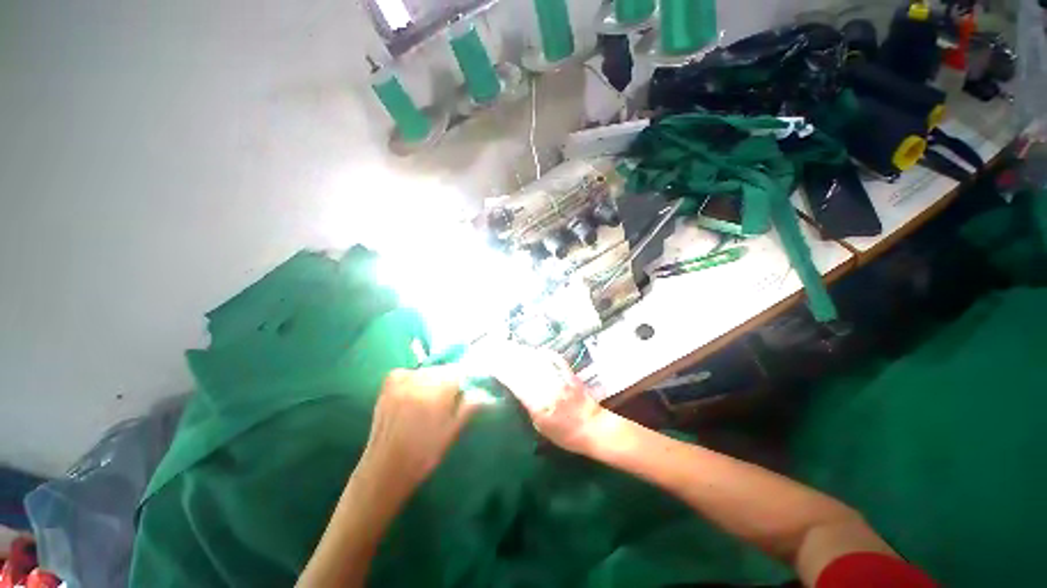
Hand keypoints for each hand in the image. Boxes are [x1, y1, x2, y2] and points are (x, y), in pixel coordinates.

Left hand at [359, 367, 479, 498]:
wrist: (385, 469)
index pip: (459, 370)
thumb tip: (484, 392)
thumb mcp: (452, 431)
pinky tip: (415, 392)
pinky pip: (407, 373)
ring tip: (432, 397)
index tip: (468, 388)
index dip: (466, 378)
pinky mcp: (387, 387)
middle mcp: (419, 381)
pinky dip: (414, 377)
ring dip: (433, 378)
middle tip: (451, 396)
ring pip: (426, 370)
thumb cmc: (424, 454)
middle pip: (442, 369)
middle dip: (450, 379)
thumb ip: (469, 406)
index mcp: (437, 392)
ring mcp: (400, 383)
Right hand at [485, 344, 607, 453]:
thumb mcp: (539, 426)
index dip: (501, 370)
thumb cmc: (564, 434)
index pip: (515, 381)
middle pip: (524, 366)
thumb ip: (526, 405)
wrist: (593, 427)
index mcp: (540, 403)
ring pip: (536, 359)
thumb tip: (513, 387)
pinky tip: (532, 350)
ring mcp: (559, 376)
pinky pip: (552, 357)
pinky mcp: (568, 371)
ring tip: (508, 346)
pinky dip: (540, 352)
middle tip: (494, 349)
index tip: (489, 363)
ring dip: (520, 351)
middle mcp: (548, 386)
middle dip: (507, 356)